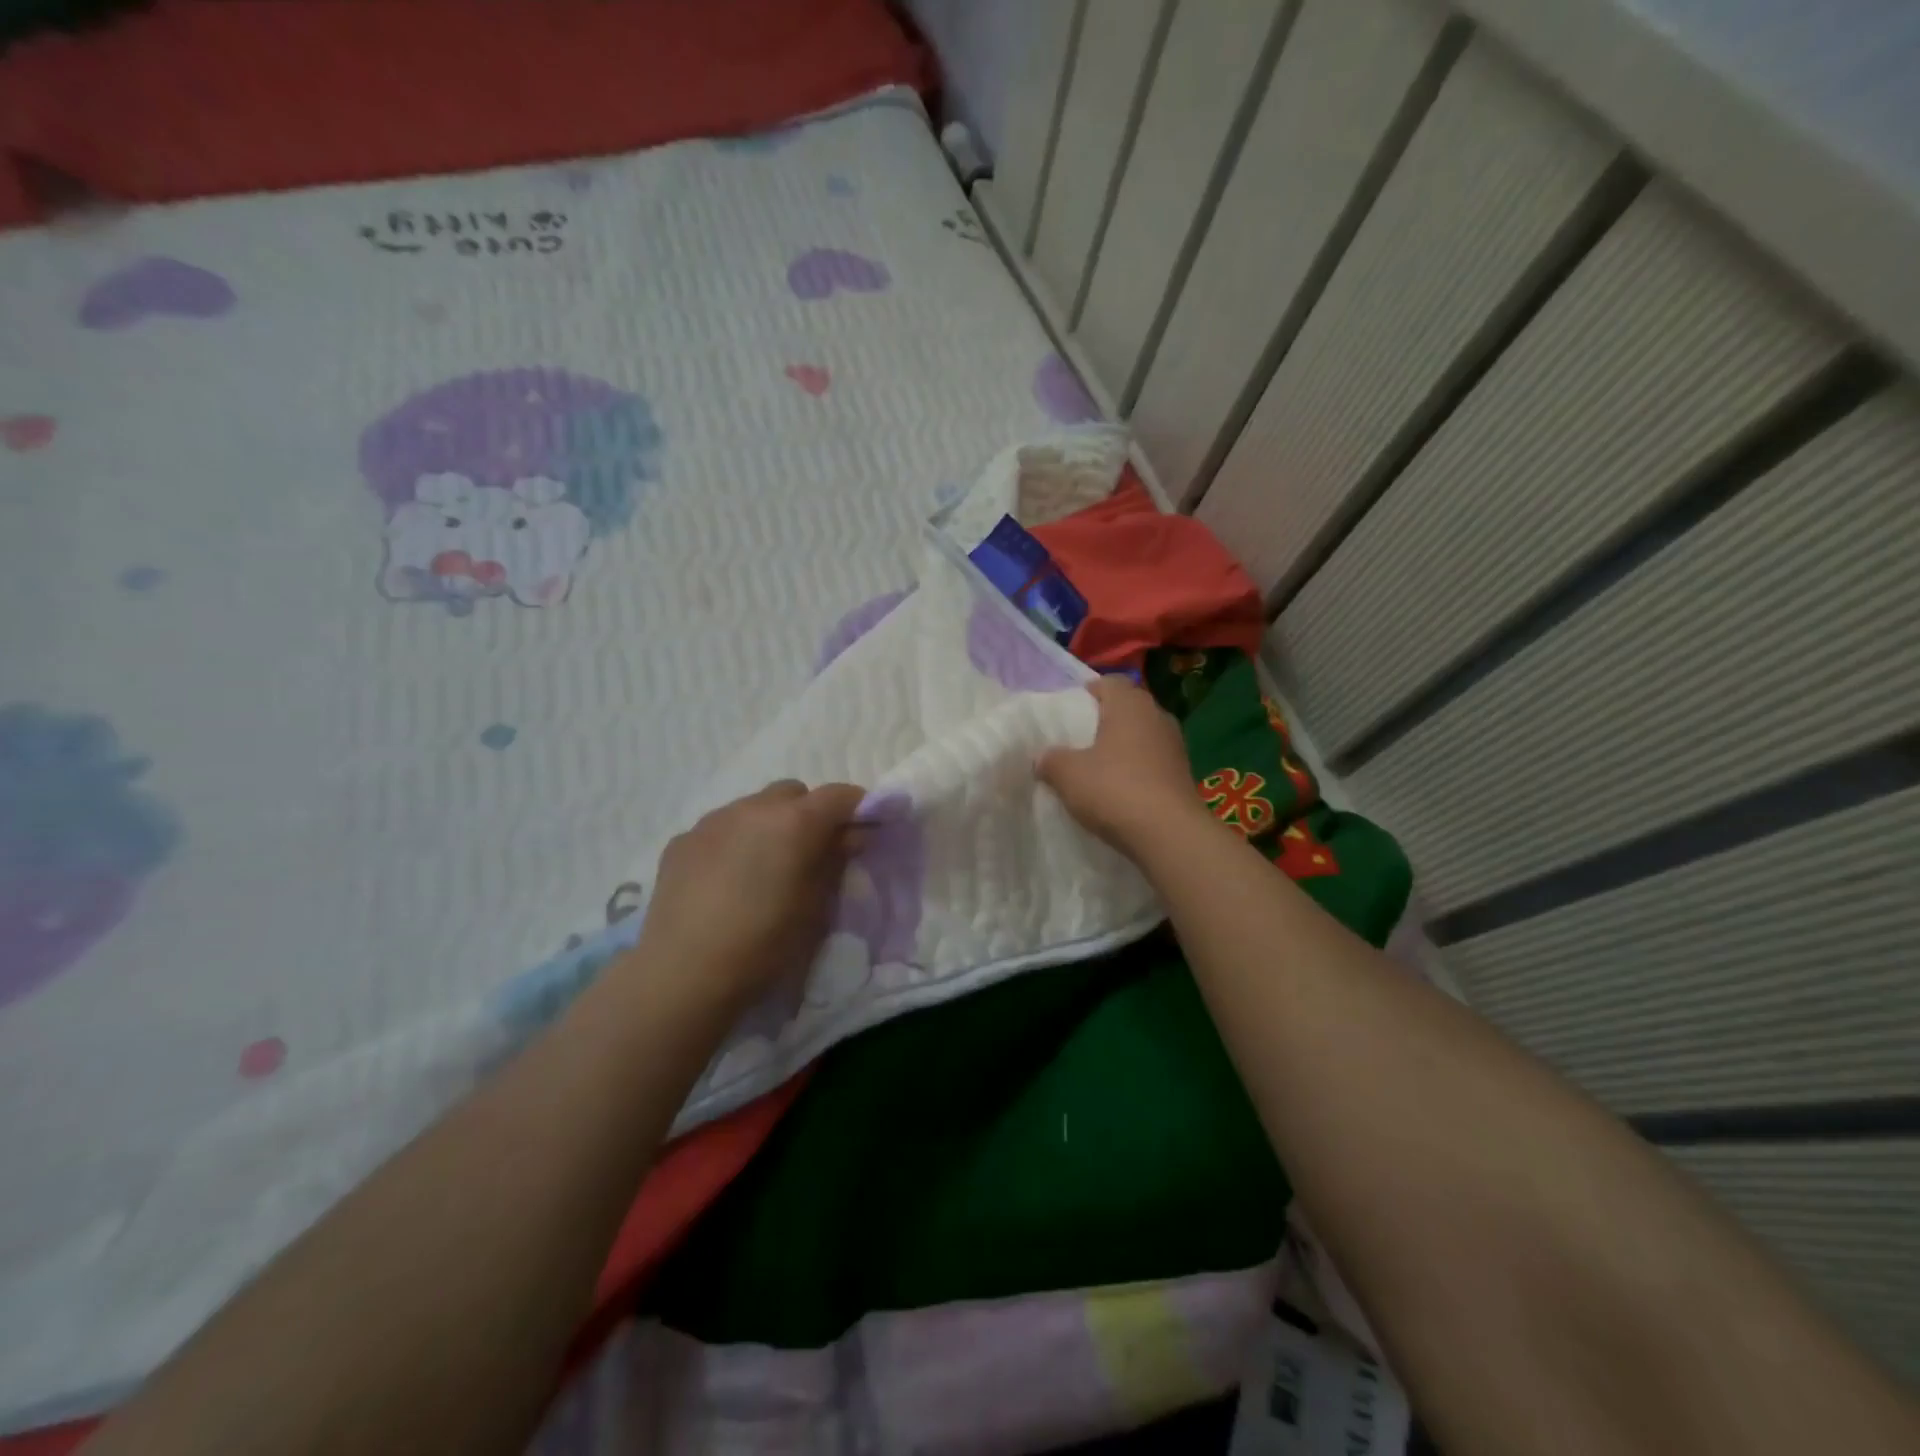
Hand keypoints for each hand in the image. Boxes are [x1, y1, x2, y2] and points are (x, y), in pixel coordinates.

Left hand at [632, 780, 866, 1011]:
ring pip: (753, 807)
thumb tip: (852, 835)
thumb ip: (835, 861)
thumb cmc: (764, 943)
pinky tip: (725, 881)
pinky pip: (720, 829)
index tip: (864, 831)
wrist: (683, 974)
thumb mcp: (815, 906)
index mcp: (795, 821)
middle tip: (810, 853)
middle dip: (809, 814)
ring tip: (763, 868)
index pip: (840, 795)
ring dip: (768, 826)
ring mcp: (712, 821)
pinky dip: (733, 843)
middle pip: (794, 793)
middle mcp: (753, 807)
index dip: (858, 808)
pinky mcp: (682, 841)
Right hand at [1038, 677, 1207, 852]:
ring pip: (1142, 735)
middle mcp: (1157, 716)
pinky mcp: (1183, 774)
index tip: (1069, 712)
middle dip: (1104, 721)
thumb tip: (1043, 757)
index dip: (1087, 693)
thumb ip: (1050, 760)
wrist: (1169, 834)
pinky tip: (1121, 789)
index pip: (1108, 682)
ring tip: (1098, 767)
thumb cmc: (1114, 789)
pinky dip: (1137, 769)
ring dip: (1123, 747)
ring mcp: (1175, 745)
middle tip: (1079, 740)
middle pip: (1127, 708)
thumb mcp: (1067, 774)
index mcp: (1130, 704)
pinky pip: (1153, 761)